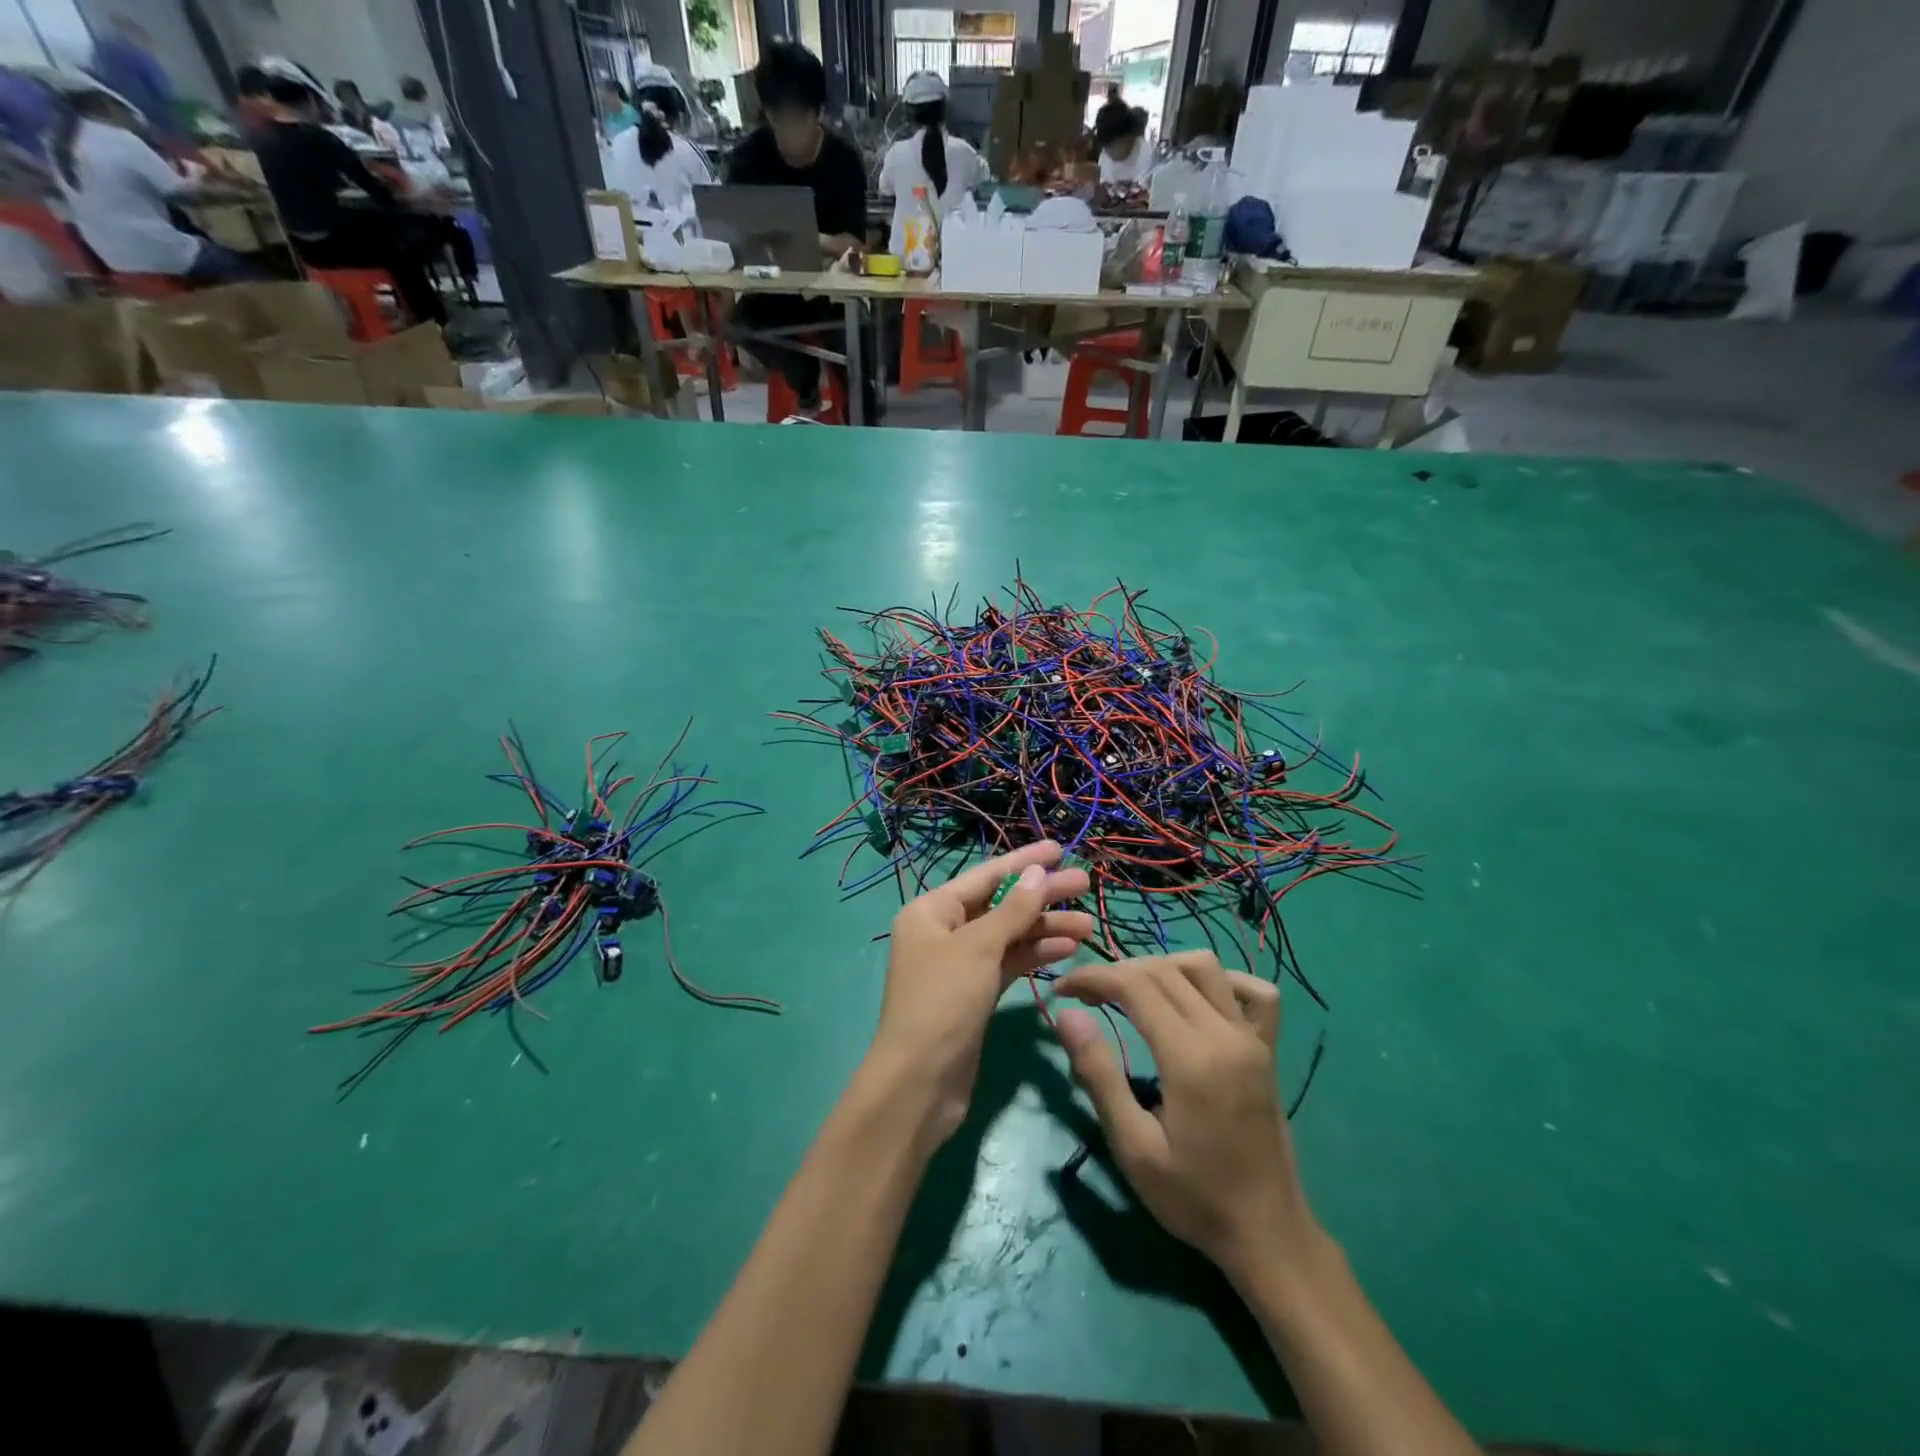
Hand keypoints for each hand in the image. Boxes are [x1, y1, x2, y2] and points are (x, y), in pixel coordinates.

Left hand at [869, 842, 1091, 1142]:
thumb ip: (1012, 909)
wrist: (920, 1082)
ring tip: (1088, 926)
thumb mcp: (978, 948)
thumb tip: (1038, 872)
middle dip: (1042, 897)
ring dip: (1045, 929)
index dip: (1024, 861)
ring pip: (1009, 936)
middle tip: (1085, 886)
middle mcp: (944, 932)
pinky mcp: (975, 994)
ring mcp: (960, 964)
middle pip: (1000, 904)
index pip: (985, 876)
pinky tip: (1067, 951)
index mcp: (932, 911)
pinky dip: (1035, 956)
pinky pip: (1009, 963)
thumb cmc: (943, 1002)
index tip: (1060, 849)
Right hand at [1054, 952, 1318, 1282]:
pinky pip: (1256, 991)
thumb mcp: (1133, 1147)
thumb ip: (1099, 1074)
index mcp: (1190, 1057)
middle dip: (1118, 971)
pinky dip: (1222, 980)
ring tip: (1133, 992)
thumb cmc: (1193, 1198)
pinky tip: (1197, 997)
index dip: (1093, 977)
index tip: (1063, 990)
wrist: (1267, 1235)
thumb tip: (1066, 1015)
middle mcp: (1225, 1034)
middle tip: (1086, 996)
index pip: (1135, 984)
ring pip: (1206, 967)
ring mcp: (1253, 1038)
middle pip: (1165, 970)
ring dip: (1163, 967)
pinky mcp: (1268, 1049)